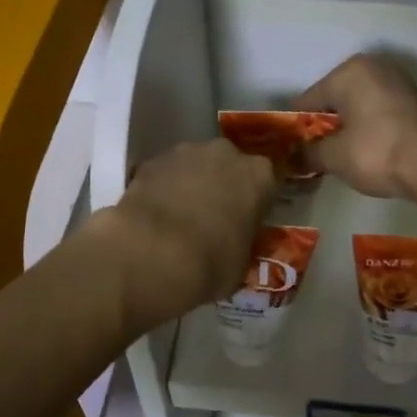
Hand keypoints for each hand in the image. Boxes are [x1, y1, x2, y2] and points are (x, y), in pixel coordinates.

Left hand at [94, 139, 276, 332]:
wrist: (151, 254)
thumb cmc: (210, 263)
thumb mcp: (242, 263)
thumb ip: (243, 242)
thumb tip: (234, 244)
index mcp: (259, 176)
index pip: (266, 182)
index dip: (256, 202)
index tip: (247, 221)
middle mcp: (225, 153)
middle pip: (228, 166)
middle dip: (223, 186)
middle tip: (213, 218)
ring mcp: (184, 152)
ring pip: (194, 166)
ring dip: (191, 184)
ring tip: (179, 217)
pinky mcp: (150, 161)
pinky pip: (164, 174)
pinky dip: (163, 189)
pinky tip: (155, 216)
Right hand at [297, 54, 416, 198]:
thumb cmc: (375, 152)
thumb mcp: (333, 157)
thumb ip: (308, 153)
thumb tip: (293, 157)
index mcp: (348, 71)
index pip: (309, 100)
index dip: (298, 127)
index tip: (292, 149)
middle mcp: (373, 66)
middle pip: (336, 99)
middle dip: (326, 125)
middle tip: (318, 155)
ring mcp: (398, 81)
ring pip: (359, 105)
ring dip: (349, 126)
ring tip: (342, 155)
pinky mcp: (415, 100)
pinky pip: (379, 111)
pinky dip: (370, 126)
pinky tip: (367, 149)